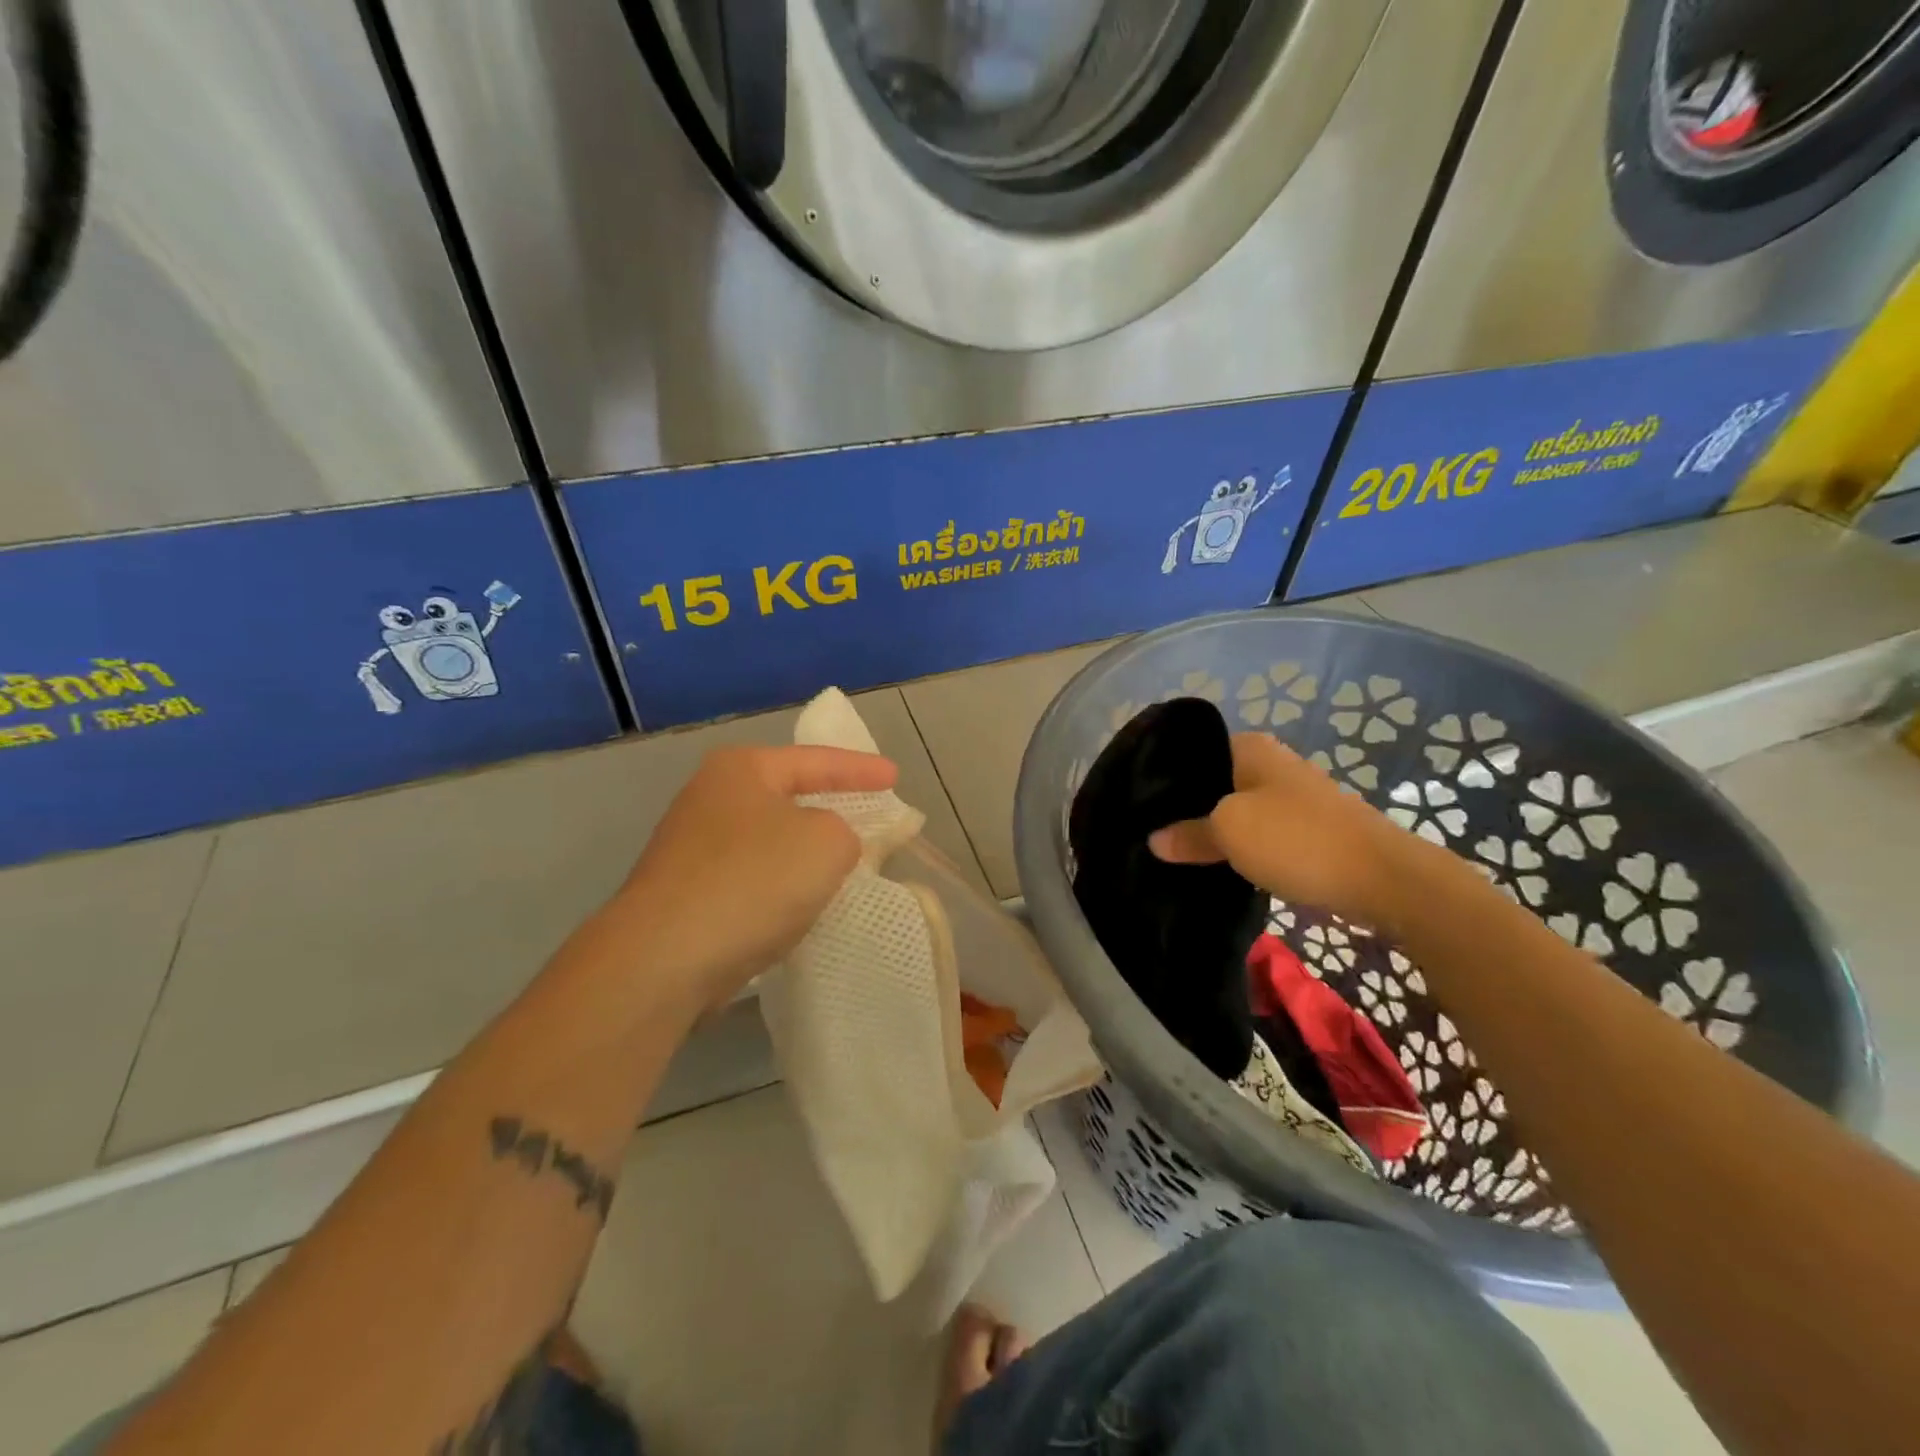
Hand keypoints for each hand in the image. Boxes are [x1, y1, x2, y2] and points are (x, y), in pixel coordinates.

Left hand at [599, 745, 898, 1010]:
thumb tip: (830, 844)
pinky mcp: (685, 894)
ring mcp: (691, 848)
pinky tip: (798, 907)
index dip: (861, 769)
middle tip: (870, 819)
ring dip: (804, 855)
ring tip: (843, 868)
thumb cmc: (752, 881)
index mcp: (742, 769)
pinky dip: (779, 887)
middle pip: (788, 798)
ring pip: (769, 842)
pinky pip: (751, 879)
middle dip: (831, 809)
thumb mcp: (826, 843)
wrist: (663, 958)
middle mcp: (710, 798)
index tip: (895, 777)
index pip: (816, 760)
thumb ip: (847, 831)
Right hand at [1149, 732, 1443, 933]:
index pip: (1193, 752)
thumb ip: (1189, 834)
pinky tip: (1217, 865)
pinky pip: (1259, 833)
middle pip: (1214, 783)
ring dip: (1213, 830)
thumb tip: (1154, 840)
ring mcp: (1292, 797)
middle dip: (1186, 808)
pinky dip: (1240, 847)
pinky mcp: (1307, 829)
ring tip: (1175, 852)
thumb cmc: (1297, 839)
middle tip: (1150, 833)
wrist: (1382, 879)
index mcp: (1250, 747)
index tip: (1139, 806)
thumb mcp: (1229, 832)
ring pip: (1236, 810)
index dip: (1165, 778)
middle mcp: (1271, 764)